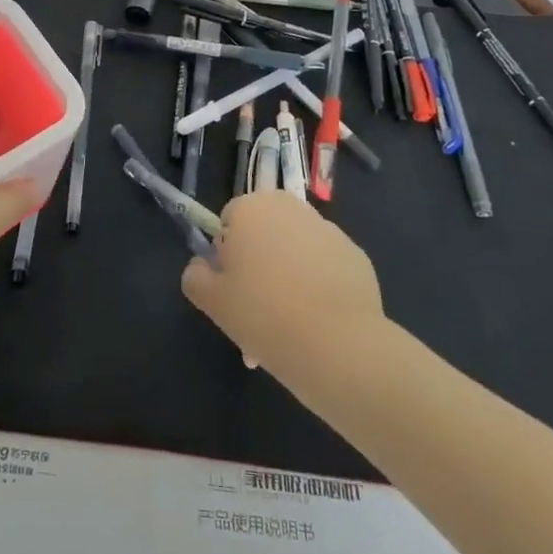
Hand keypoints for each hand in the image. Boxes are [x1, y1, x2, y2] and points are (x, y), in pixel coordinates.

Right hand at [181, 191, 387, 378]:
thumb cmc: (263, 314)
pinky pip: (326, 266)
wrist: (338, 346)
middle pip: (265, 231)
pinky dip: (320, 285)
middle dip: (260, 261)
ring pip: (296, 249)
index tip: (234, 288)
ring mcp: (329, 230)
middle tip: (258, 306)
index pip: (229, 221)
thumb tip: (202, 267)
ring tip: (291, 323)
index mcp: (252, 208)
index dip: (227, 255)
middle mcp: (291, 208)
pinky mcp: (357, 256)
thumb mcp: (212, 301)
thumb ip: (195, 276)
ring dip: (289, 273)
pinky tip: (320, 321)